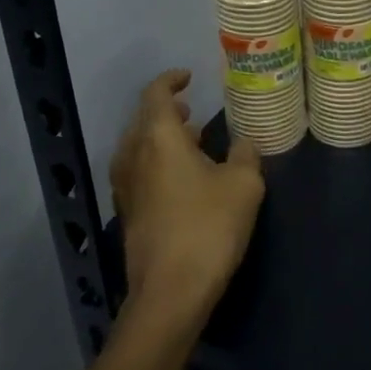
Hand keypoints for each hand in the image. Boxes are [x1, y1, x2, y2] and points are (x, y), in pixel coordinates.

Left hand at [112, 70, 264, 322]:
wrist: (170, 292)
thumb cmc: (208, 227)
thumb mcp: (244, 185)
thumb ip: (245, 154)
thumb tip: (243, 143)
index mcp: (158, 137)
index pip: (156, 94)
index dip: (171, 81)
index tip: (188, 77)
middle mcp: (134, 155)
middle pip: (144, 120)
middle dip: (167, 111)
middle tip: (192, 111)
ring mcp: (125, 186)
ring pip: (139, 147)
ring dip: (162, 139)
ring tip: (192, 142)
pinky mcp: (127, 213)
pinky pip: (139, 171)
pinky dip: (157, 163)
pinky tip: (182, 179)